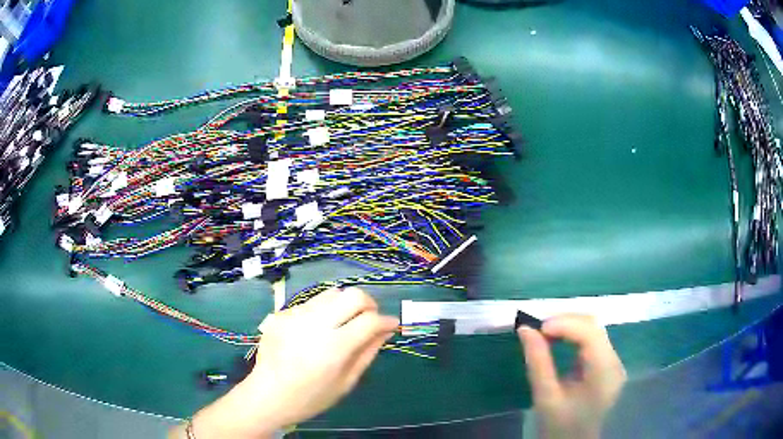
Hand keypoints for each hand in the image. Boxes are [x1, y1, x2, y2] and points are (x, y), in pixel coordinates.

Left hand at [179, 288, 398, 438]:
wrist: (268, 394)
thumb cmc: (311, 396)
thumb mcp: (346, 382)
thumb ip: (367, 353)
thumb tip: (386, 330)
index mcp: (333, 348)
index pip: (370, 320)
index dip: (386, 321)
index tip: (391, 325)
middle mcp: (314, 325)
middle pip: (352, 295)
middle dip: (369, 304)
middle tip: (370, 319)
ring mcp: (295, 315)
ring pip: (332, 293)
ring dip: (345, 305)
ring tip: (344, 323)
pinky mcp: (282, 313)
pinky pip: (311, 303)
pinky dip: (323, 312)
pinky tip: (317, 330)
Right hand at [517, 315, 625, 438]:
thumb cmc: (559, 426)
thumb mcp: (545, 397)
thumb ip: (538, 362)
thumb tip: (525, 329)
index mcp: (604, 374)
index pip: (591, 335)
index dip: (565, 324)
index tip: (536, 328)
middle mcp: (615, 363)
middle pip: (594, 327)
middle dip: (565, 322)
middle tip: (537, 329)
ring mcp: (615, 362)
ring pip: (594, 329)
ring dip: (569, 326)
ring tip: (544, 333)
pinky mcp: (609, 364)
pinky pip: (593, 339)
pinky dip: (574, 335)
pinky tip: (558, 340)